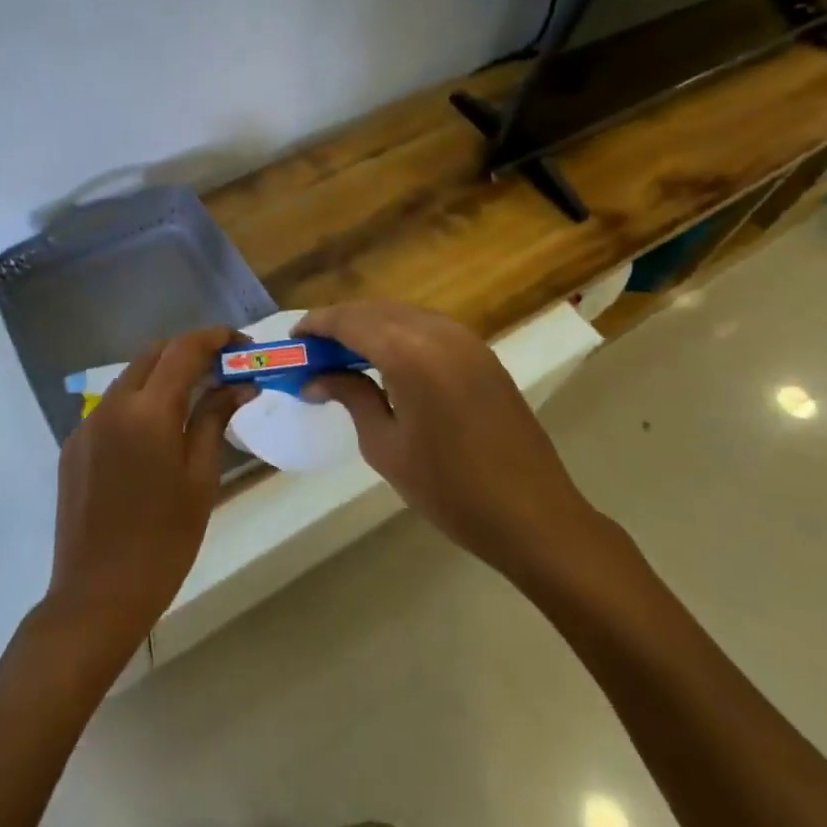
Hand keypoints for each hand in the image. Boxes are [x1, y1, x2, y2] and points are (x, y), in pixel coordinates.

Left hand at [42, 327, 253, 673]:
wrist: (96, 596)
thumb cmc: (163, 543)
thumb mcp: (200, 479)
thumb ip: (215, 420)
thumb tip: (240, 385)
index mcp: (147, 411)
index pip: (184, 349)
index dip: (215, 338)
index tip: (242, 344)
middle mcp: (112, 405)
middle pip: (154, 354)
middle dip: (189, 351)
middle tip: (223, 369)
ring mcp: (86, 424)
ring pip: (130, 377)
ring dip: (164, 375)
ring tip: (196, 396)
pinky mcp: (73, 446)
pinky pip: (112, 407)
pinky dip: (140, 402)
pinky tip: (157, 431)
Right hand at [295, 301, 606, 589]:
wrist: (533, 516)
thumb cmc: (450, 489)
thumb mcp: (386, 446)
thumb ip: (351, 397)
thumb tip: (316, 378)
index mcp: (410, 354)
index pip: (350, 321)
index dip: (317, 324)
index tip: (293, 339)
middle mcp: (438, 332)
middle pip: (375, 310)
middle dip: (340, 323)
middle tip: (313, 351)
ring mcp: (466, 340)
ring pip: (403, 314)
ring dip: (369, 326)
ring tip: (343, 356)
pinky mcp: (482, 354)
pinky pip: (428, 327)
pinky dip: (399, 333)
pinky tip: (386, 361)